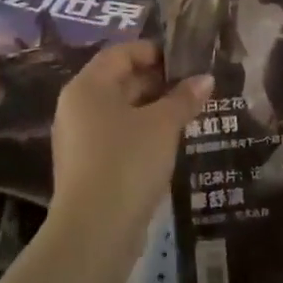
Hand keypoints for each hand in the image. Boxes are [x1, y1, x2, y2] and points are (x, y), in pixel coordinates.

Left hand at [50, 42, 211, 240]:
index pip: (121, 53)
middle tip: (194, 88)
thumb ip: (184, 98)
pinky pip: (116, 136)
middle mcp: (76, 106)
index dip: (154, 52)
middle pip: (119, 80)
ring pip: (119, 111)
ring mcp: (78, 138)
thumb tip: (205, 78)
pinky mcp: (86, 166)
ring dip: (152, 109)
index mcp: (87, 86)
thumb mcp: (163, 125)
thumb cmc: (127, 161)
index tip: (187, 61)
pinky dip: (141, 133)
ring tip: (188, 114)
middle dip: (157, 82)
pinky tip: (169, 144)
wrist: (95, 230)